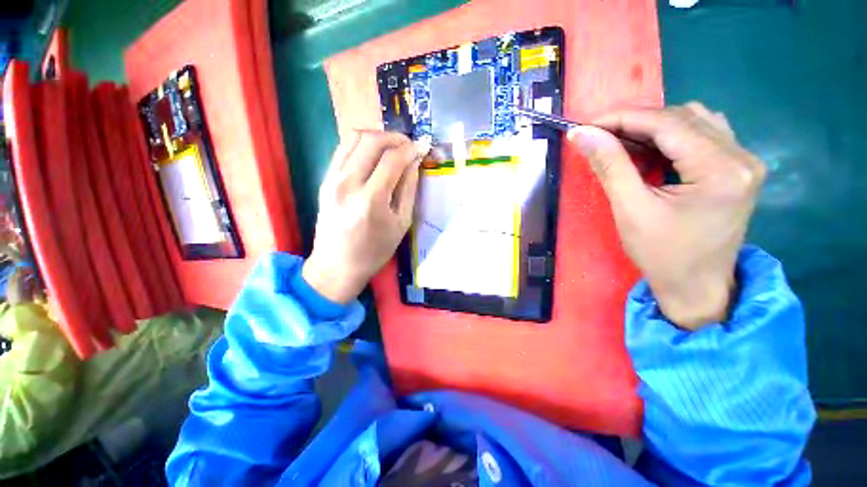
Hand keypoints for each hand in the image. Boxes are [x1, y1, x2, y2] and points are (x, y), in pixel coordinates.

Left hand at [303, 130, 429, 303]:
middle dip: (395, 137)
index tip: (422, 147)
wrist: (337, 265)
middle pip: (372, 141)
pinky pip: (342, 149)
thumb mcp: (401, 224)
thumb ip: (408, 189)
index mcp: (372, 199)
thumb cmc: (374, 250)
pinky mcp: (324, 180)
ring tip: (392, 147)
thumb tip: (414, 162)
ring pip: (354, 138)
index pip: (393, 159)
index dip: (411, 149)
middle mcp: (348, 183)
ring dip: (377, 137)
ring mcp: (332, 179)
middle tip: (408, 145)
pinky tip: (373, 155)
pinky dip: (361, 145)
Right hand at [568, 103, 765, 329]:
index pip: (667, 123)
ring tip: (621, 144)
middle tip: (599, 137)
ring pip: (694, 122)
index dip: (622, 118)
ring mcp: (744, 161)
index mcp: (721, 170)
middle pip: (683, 117)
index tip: (587, 125)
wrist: (696, 287)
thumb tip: (582, 135)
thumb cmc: (662, 255)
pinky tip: (650, 151)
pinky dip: (670, 137)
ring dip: (653, 128)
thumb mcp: (630, 210)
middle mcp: (742, 156)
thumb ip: (609, 165)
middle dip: (635, 122)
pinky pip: (703, 136)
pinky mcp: (737, 169)